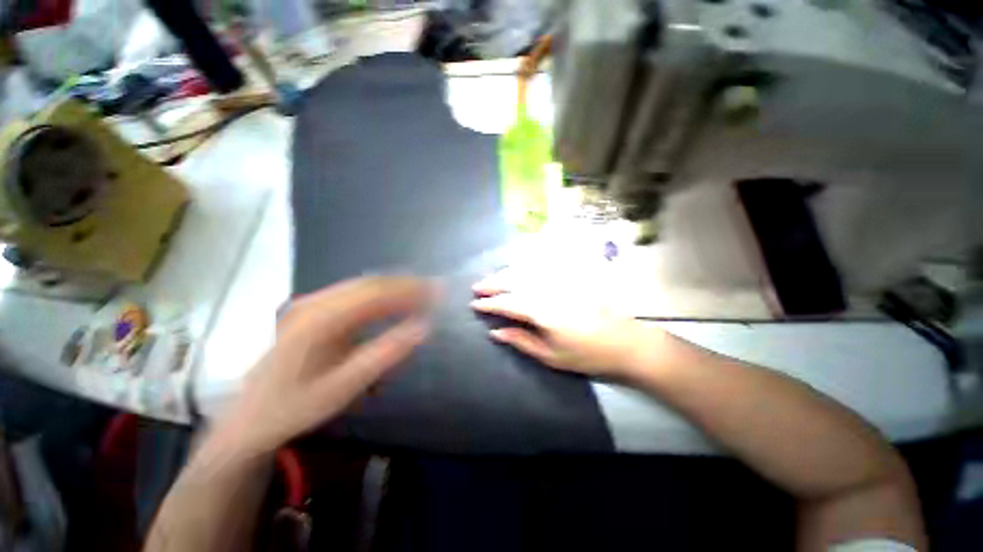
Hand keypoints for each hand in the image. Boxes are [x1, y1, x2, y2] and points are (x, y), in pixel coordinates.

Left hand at [216, 276, 434, 454]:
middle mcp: (315, 302)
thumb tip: (423, 329)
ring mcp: (311, 303)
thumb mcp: (343, 388)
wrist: (248, 416)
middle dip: (408, 284)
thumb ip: (385, 355)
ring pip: (364, 285)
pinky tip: (396, 300)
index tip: (439, 293)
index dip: (411, 290)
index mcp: (320, 320)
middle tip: (437, 291)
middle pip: (371, 283)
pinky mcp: (313, 309)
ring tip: (423, 293)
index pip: (376, 293)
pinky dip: (382, 293)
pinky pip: (355, 293)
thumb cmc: (295, 407)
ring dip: (396, 286)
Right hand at [471, 267, 656, 377]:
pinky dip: (528, 265)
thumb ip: (521, 341)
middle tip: (478, 287)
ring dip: (507, 273)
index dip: (489, 304)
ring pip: (527, 270)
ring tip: (494, 278)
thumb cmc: (587, 355)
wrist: (626, 342)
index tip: (475, 304)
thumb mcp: (551, 356)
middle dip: (493, 283)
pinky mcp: (572, 276)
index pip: (508, 303)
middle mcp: (549, 289)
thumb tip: (496, 332)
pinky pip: (545, 265)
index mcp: (542, 311)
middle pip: (515, 281)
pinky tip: (521, 267)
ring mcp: (562, 280)